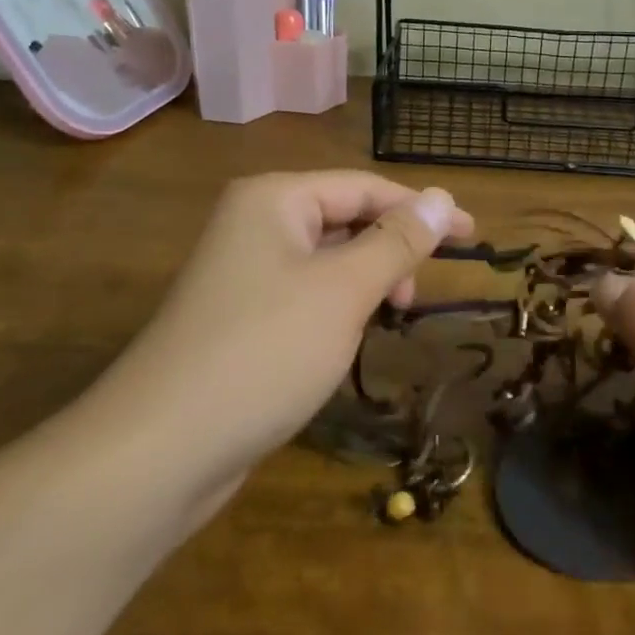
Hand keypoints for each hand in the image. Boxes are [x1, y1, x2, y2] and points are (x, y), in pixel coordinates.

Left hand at [103, 171, 473, 499]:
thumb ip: (397, 241)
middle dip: (390, 248)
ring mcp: (242, 271)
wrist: (161, 448)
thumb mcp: (344, 290)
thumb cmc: (265, 350)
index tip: (473, 235)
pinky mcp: (240, 316)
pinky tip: (349, 337)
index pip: (364, 187)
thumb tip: (443, 198)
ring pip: (326, 259)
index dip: (422, 209)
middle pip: (344, 218)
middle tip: (423, 291)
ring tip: (391, 314)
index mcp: (275, 199)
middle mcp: (255, 223)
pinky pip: (304, 293)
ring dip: (366, 279)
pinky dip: (337, 306)